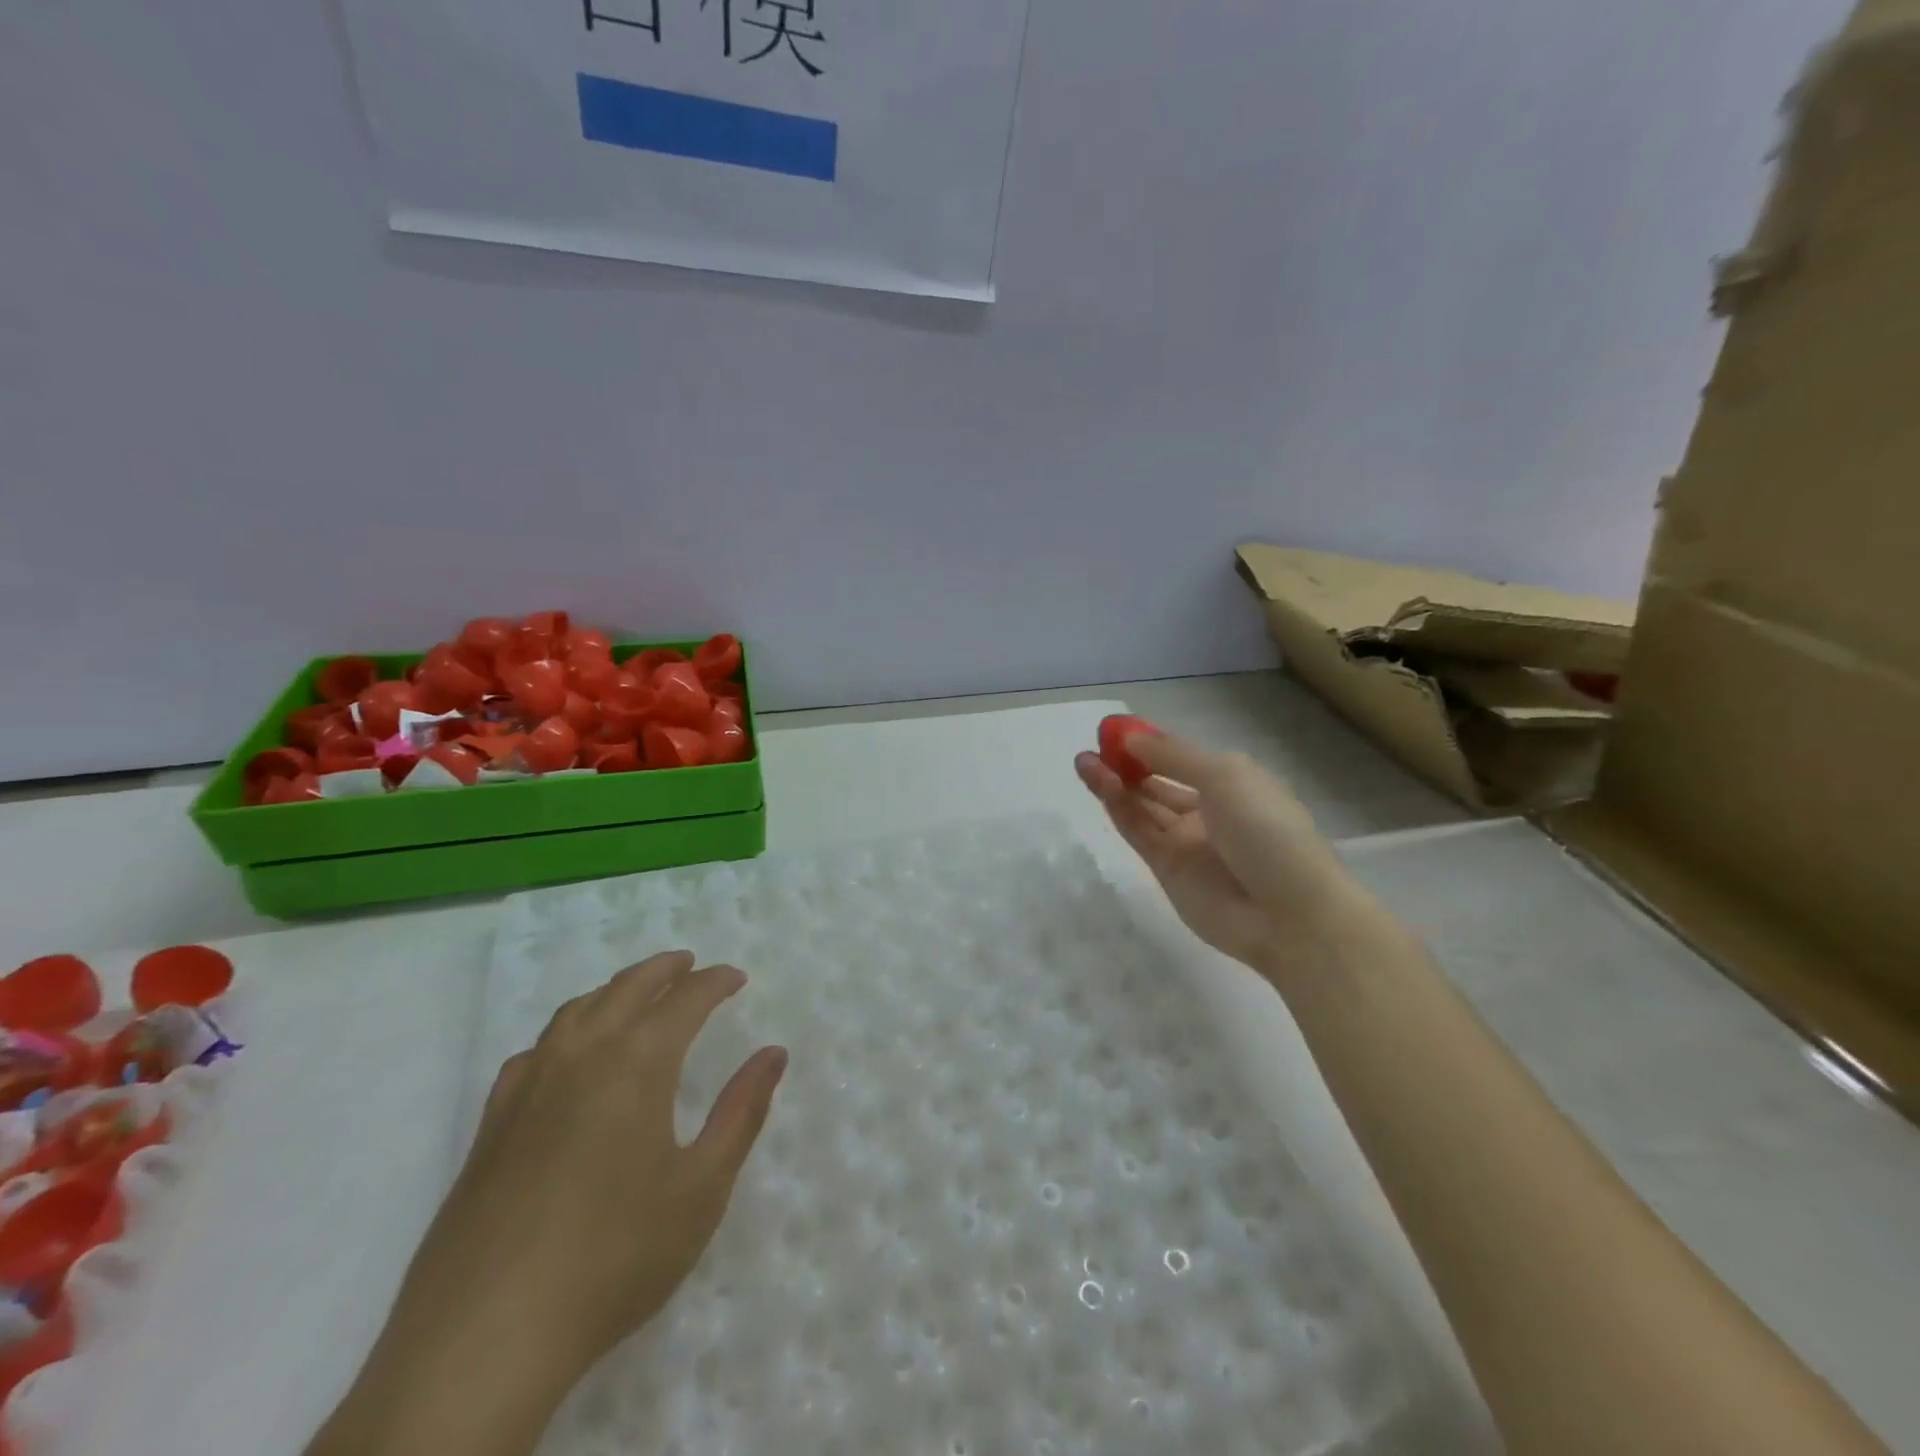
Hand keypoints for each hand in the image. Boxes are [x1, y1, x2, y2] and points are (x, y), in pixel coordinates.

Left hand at [311, 952, 786, 1455]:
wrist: (483, 1339)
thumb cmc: (613, 1256)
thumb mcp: (701, 1188)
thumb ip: (742, 1112)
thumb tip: (774, 1053)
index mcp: (637, 1063)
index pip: (685, 999)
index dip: (715, 982)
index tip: (736, 978)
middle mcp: (581, 1055)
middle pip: (626, 988)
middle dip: (664, 969)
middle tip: (690, 964)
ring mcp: (528, 1086)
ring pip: (577, 1010)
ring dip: (614, 990)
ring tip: (636, 994)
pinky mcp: (491, 1124)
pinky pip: (535, 1049)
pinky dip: (566, 1031)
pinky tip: (566, 1056)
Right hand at [1075, 732, 1387, 979]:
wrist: (1290, 914)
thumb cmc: (1267, 830)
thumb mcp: (1226, 776)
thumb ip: (1174, 756)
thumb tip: (1132, 738)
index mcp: (1233, 783)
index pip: (1181, 758)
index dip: (1149, 744)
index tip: (1115, 731)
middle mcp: (1208, 810)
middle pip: (1157, 781)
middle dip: (1125, 764)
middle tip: (1092, 747)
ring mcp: (1186, 842)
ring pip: (1142, 806)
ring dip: (1114, 783)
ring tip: (1083, 762)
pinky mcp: (1167, 869)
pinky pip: (1138, 832)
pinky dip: (1119, 808)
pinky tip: (1101, 785)